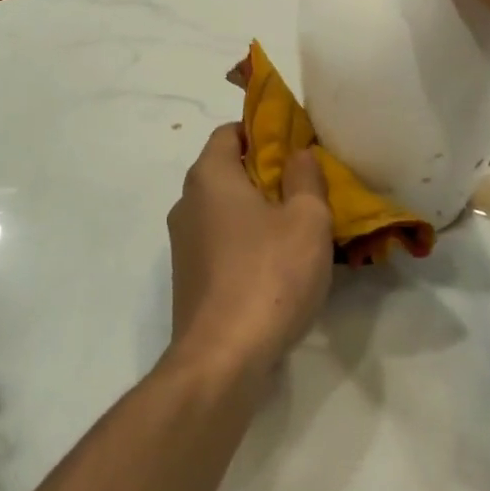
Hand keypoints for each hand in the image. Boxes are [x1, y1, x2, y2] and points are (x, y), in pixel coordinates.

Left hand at [166, 125, 333, 382]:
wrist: (222, 359)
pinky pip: (219, 242)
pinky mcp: (188, 277)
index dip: (263, 131)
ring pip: (224, 209)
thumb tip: (298, 154)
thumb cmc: (269, 275)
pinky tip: (275, 265)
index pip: (230, 131)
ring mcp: (182, 243)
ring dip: (256, 211)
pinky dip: (244, 241)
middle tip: (305, 188)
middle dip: (264, 173)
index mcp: (209, 176)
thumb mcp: (307, 220)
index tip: (296, 147)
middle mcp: (187, 202)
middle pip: (226, 170)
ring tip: (296, 228)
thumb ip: (305, 177)